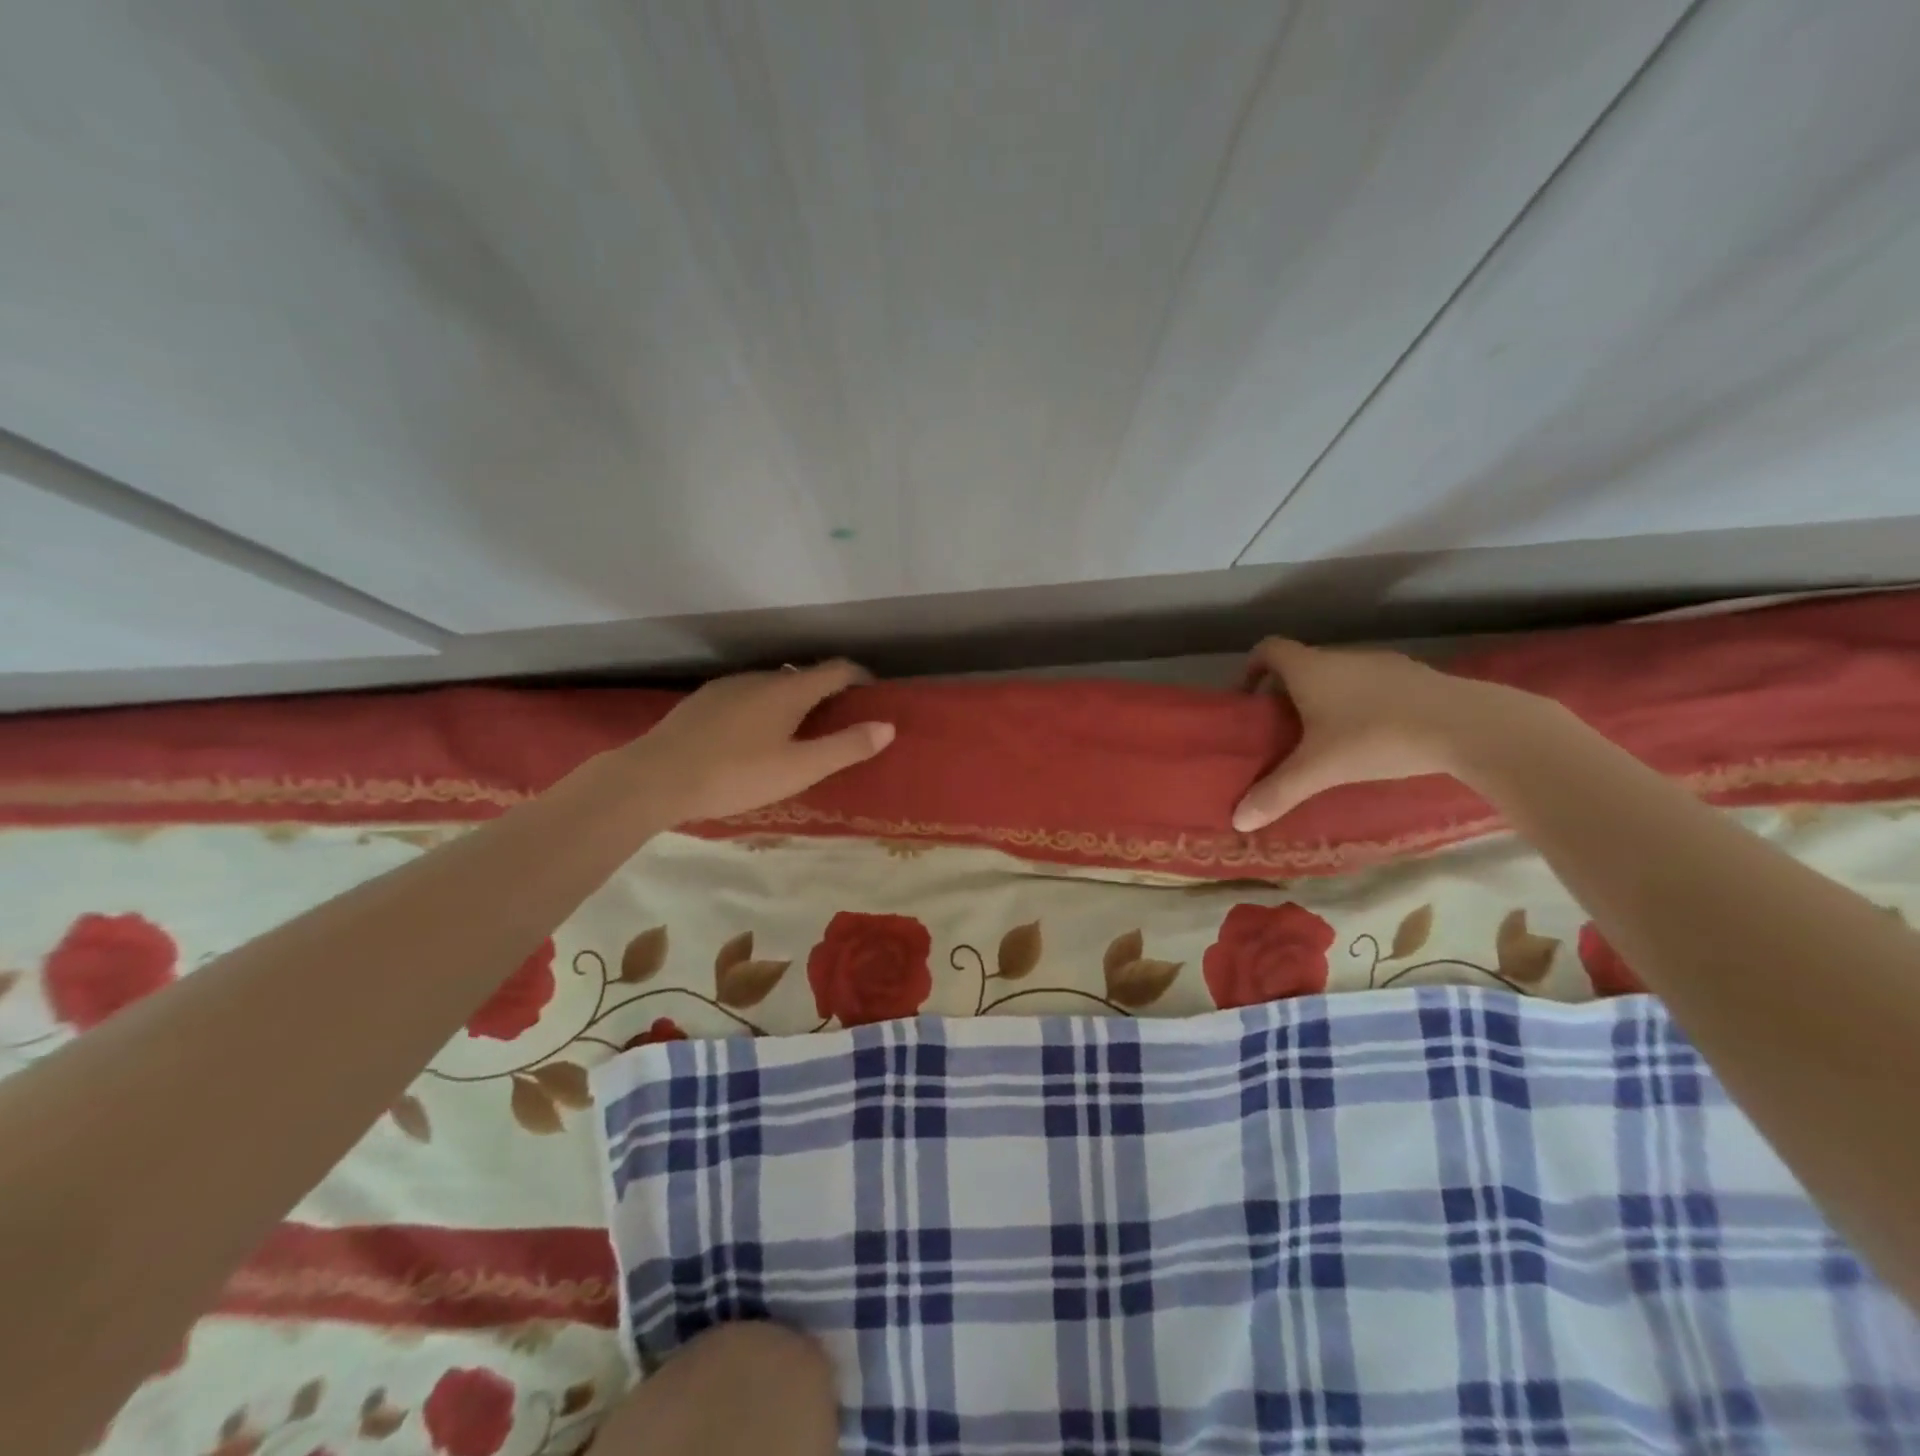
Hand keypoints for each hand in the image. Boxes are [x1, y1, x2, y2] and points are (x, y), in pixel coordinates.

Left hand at [628, 660, 894, 822]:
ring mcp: (726, 687)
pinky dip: (763, 710)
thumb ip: (846, 747)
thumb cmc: (735, 774)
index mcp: (788, 690)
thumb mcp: (799, 769)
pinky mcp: (702, 702)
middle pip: (803, 677)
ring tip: (797, 734)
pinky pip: (746, 698)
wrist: (654, 778)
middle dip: (827, 694)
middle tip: (838, 725)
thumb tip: (888, 726)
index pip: (836, 669)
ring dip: (792, 702)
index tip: (874, 694)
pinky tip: (752, 739)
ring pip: (772, 687)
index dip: (860, 678)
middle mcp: (759, 678)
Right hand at [1232, 638, 1511, 830]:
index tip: (1249, 698)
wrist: (1469, 726)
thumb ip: (1277, 793)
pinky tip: (1377, 737)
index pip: (1268, 649)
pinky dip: (1365, 704)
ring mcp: (1384, 663)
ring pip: (1341, 675)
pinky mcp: (1418, 677)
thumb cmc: (1376, 738)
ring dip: (1328, 698)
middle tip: (1285, 730)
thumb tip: (1238, 821)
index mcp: (1310, 668)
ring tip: (1330, 737)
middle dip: (1289, 692)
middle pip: (1304, 664)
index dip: (1252, 668)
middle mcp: (1342, 656)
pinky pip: (1376, 686)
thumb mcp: (1320, 770)